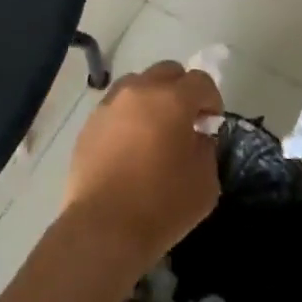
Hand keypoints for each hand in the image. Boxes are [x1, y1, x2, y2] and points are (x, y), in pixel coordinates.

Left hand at [64, 61, 222, 271]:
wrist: (103, 229)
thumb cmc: (162, 205)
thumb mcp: (205, 181)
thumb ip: (206, 148)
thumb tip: (196, 136)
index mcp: (172, 99)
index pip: (201, 81)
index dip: (212, 99)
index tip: (211, 124)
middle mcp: (139, 91)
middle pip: (167, 72)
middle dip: (182, 91)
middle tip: (185, 122)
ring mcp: (110, 105)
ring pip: (138, 84)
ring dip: (152, 99)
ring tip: (154, 131)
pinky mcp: (89, 124)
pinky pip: (116, 108)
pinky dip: (128, 117)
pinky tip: (130, 148)